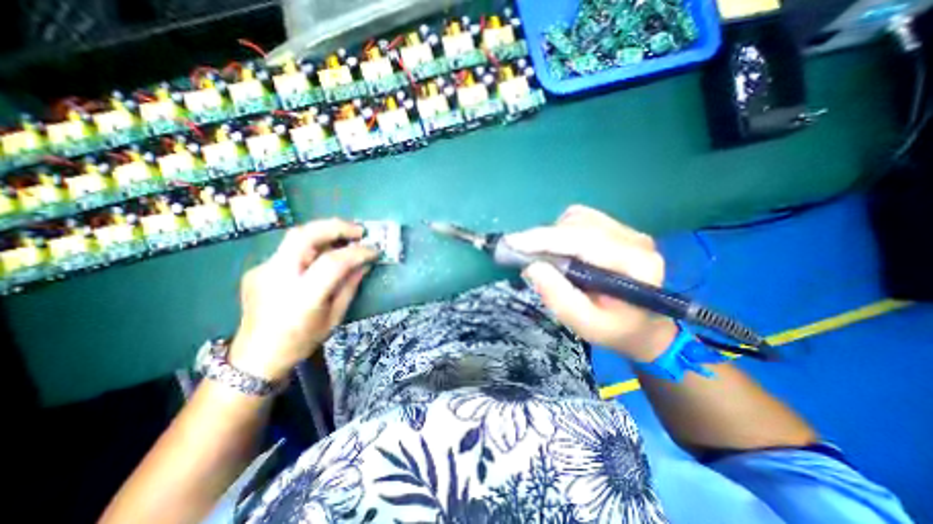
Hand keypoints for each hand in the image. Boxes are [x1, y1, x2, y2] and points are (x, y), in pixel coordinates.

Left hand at [226, 219, 375, 383]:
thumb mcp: (334, 316)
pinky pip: (290, 250)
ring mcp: (263, 270)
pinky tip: (322, 255)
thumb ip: (349, 286)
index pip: (332, 262)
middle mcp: (278, 277)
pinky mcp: (258, 269)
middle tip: (359, 231)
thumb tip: (364, 263)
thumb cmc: (301, 341)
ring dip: (324, 232)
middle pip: (305, 235)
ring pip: (295, 237)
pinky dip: (311, 246)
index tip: (374, 250)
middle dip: (335, 227)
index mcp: (301, 296)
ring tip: (345, 236)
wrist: (256, 357)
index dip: (357, 252)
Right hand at [507, 207, 675, 362]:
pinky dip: (561, 231)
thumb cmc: (615, 331)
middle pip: (578, 223)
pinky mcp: (618, 229)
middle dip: (544, 238)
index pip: (583, 239)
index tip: (511, 242)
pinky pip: (581, 218)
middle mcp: (635, 239)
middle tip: (522, 256)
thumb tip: (531, 267)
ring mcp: (628, 231)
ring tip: (544, 257)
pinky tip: (560, 250)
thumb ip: (558, 296)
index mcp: (636, 264)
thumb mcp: (585, 324)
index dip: (544, 239)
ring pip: (578, 217)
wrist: (643, 326)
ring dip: (552, 235)